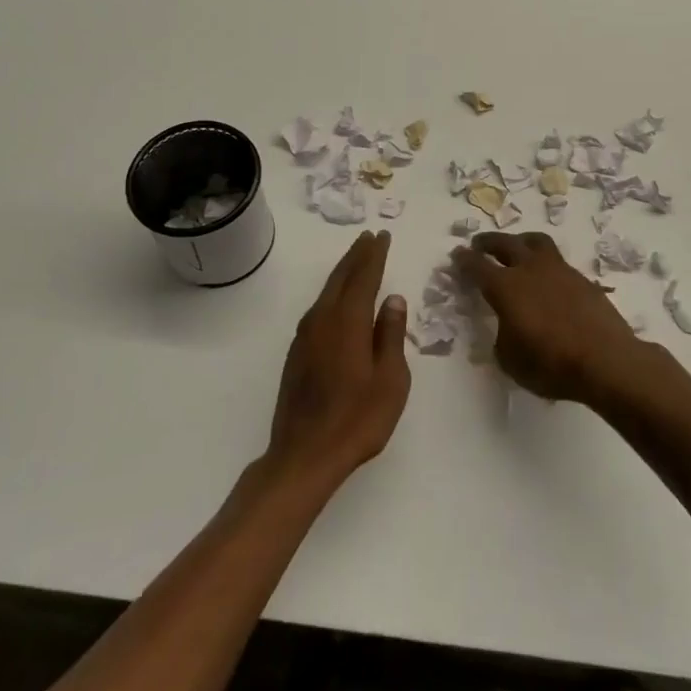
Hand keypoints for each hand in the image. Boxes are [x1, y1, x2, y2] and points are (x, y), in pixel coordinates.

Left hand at [265, 230, 409, 491]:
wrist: (304, 454)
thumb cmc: (358, 419)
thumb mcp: (391, 379)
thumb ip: (391, 335)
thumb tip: (393, 300)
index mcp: (348, 321)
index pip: (364, 277)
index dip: (374, 255)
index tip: (382, 236)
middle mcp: (323, 320)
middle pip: (341, 278)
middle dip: (356, 256)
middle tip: (369, 238)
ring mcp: (305, 336)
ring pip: (326, 292)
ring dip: (342, 272)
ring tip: (356, 259)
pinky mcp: (297, 353)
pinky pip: (318, 308)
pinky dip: (332, 293)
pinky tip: (337, 299)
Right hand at [451, 232, 646, 402]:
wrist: (606, 360)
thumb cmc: (551, 364)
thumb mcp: (511, 360)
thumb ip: (502, 337)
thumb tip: (508, 327)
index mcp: (506, 287)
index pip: (478, 266)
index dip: (464, 260)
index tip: (457, 254)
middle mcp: (530, 270)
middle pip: (505, 243)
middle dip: (489, 242)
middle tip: (479, 243)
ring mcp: (560, 271)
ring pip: (536, 242)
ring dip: (520, 241)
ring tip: (516, 247)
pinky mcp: (583, 280)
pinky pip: (558, 262)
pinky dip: (546, 264)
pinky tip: (547, 278)